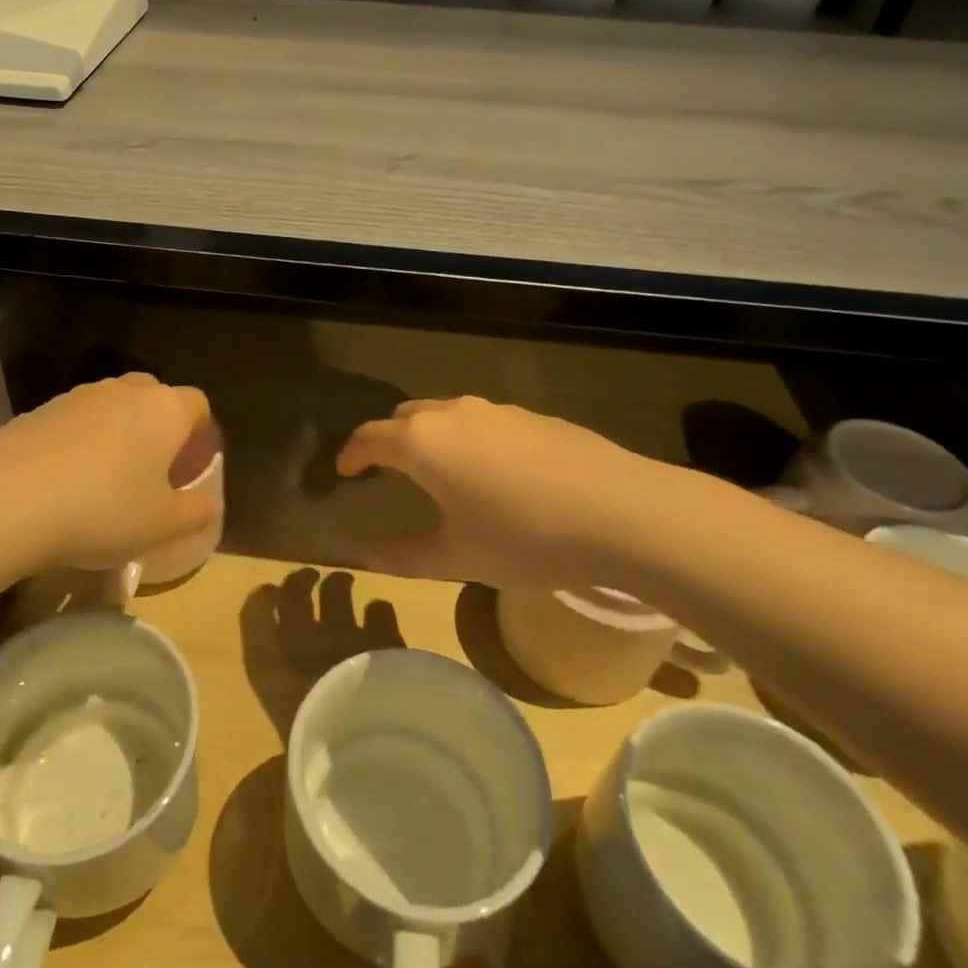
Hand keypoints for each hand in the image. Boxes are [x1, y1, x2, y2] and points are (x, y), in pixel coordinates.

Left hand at [0, 374, 221, 573]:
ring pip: (112, 404)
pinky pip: (73, 420)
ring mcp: (78, 396)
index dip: (200, 431)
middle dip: (158, 424)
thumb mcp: (163, 525)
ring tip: (106, 476)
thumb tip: (209, 504)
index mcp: (165, 411)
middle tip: (152, 467)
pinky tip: (65, 479)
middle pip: (154, 395)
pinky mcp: (39, 410)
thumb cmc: (104, 510)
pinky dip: (78, 440)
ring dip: (117, 430)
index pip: (197, 404)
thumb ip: (196, 512)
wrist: (9, 499)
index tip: (191, 464)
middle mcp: (125, 391)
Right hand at [335, 396, 664, 591]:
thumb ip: (405, 554)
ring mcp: (499, 411)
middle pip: (406, 417)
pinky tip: (498, 475)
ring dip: (433, 438)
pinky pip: (486, 422)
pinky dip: (472, 440)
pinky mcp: (536, 417)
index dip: (351, 454)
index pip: (369, 437)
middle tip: (389, 472)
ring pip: (448, 415)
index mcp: (423, 443)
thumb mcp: (457, 556)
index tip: (342, 471)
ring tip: (443, 474)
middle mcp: (455, 413)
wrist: (624, 512)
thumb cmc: (525, 537)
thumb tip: (368, 554)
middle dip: (390, 440)